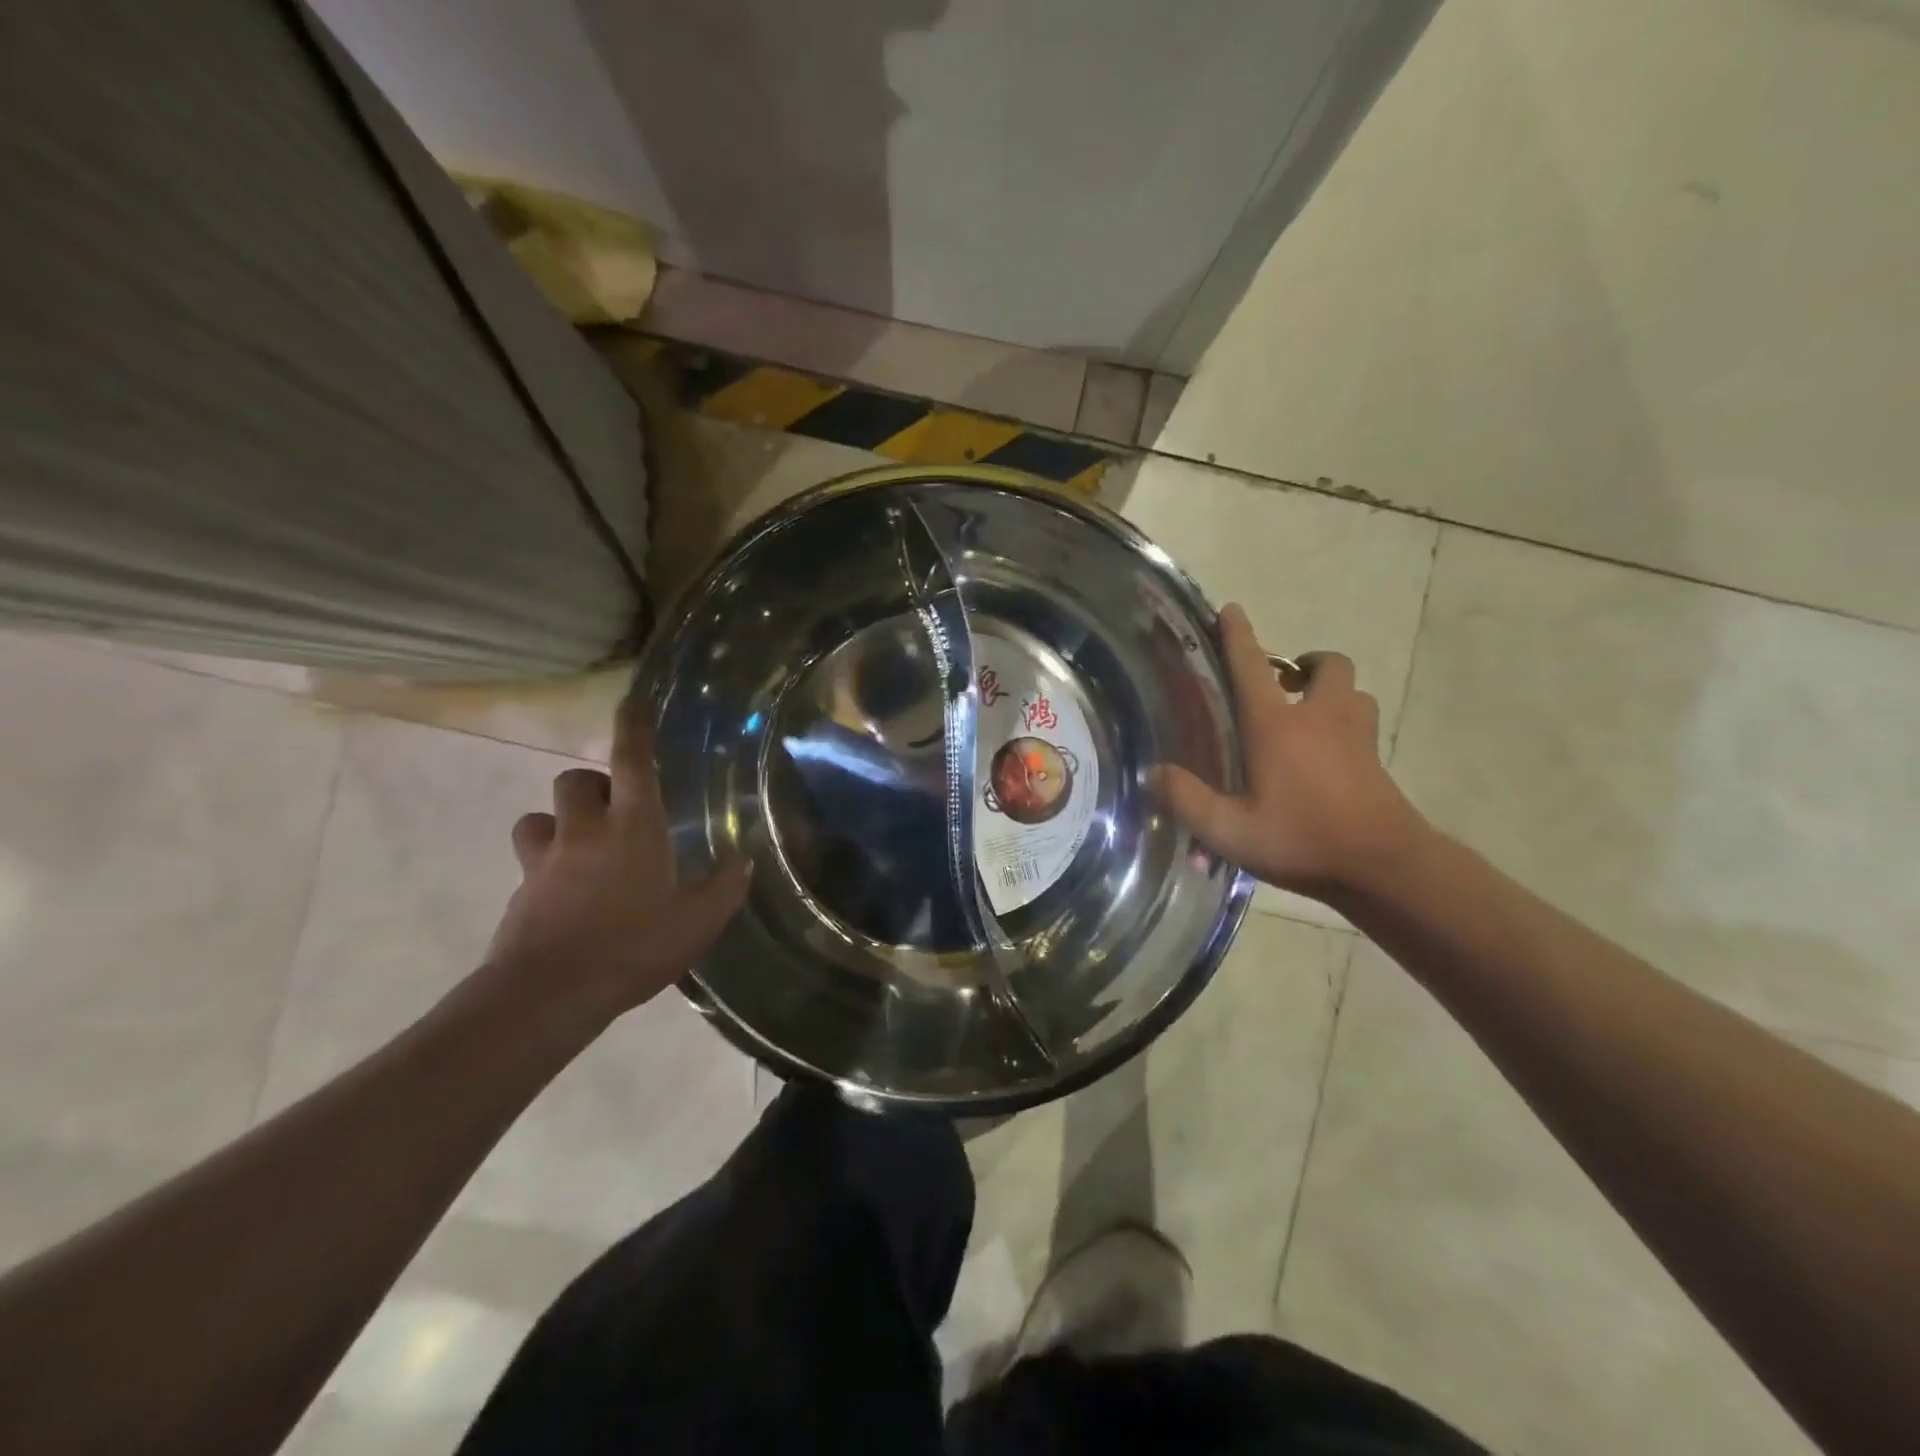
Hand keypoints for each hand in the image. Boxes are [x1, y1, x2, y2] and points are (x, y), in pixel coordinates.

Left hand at [484, 693, 750, 1017]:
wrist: (549, 994)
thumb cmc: (633, 947)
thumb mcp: (698, 922)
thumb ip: (725, 886)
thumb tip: (744, 858)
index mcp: (633, 828)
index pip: (631, 762)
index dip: (633, 729)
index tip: (631, 702)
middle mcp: (585, 832)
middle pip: (574, 780)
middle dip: (592, 784)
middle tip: (615, 809)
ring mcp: (544, 860)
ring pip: (538, 817)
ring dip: (559, 822)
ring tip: (581, 846)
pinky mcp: (520, 891)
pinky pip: (529, 862)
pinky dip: (545, 864)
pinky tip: (565, 893)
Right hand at [1155, 603, 1428, 901]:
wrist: (1383, 866)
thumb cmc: (1301, 839)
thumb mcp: (1230, 831)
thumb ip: (1188, 800)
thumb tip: (1153, 773)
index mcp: (1277, 726)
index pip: (1252, 667)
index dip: (1239, 636)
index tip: (1232, 610)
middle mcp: (1319, 718)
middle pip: (1327, 666)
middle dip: (1307, 664)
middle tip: (1284, 684)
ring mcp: (1355, 737)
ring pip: (1353, 692)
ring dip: (1332, 692)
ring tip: (1309, 716)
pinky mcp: (1375, 761)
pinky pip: (1363, 724)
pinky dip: (1346, 725)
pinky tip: (1329, 756)